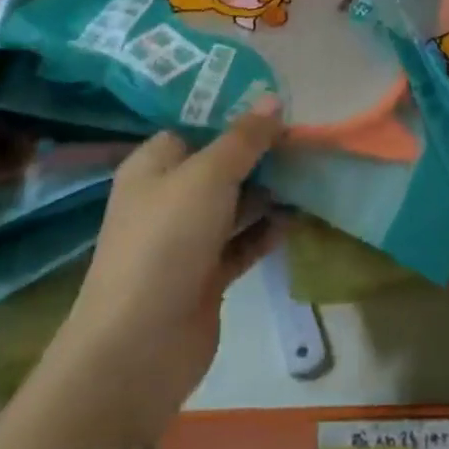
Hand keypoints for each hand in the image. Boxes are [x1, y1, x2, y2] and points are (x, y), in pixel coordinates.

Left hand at [48, 112, 286, 437]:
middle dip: (259, 153)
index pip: (196, 127)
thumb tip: (273, 99)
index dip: (233, 115)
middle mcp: (168, 197)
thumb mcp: (208, 176)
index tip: (277, 105)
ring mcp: (187, 239)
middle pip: (220, 165)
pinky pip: (242, 242)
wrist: (138, 348)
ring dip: (268, 191)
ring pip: (234, 204)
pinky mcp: (206, 276)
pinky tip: (298, 216)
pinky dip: (266, 230)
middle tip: (304, 138)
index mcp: (154, 166)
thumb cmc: (166, 241)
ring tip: (311, 172)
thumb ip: (244, 139)